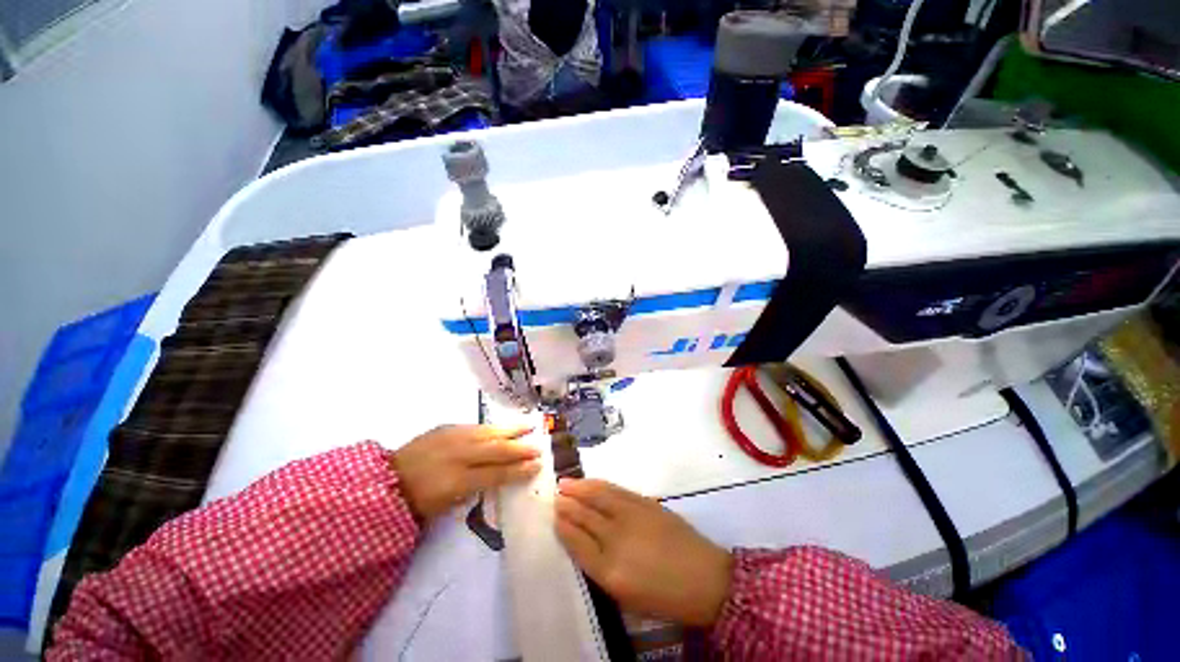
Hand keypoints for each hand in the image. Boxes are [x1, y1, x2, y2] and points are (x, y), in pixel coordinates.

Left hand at [391, 425, 540, 519]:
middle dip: (521, 448)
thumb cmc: (419, 500)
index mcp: (457, 481)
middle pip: (497, 449)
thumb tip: (500, 475)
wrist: (389, 479)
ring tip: (530, 425)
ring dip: (512, 430)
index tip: (537, 466)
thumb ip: (476, 487)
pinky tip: (504, 426)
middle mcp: (458, 455)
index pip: (496, 474)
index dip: (518, 470)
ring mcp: (453, 437)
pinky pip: (477, 427)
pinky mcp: (448, 427)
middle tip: (540, 446)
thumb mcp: (447, 504)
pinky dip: (494, 427)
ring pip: (490, 432)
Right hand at [554, 478, 732, 626]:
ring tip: (565, 483)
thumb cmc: (663, 596)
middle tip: (555, 496)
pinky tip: (590, 483)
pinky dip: (599, 484)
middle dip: (567, 504)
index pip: (577, 542)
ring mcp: (632, 516)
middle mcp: (617, 539)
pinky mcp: (645, 503)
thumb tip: (579, 540)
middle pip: (585, 516)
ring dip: (579, 488)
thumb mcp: (625, 595)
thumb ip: (599, 567)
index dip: (563, 526)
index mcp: (610, 571)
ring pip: (598, 496)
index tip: (554, 516)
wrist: (704, 578)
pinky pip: (616, 489)